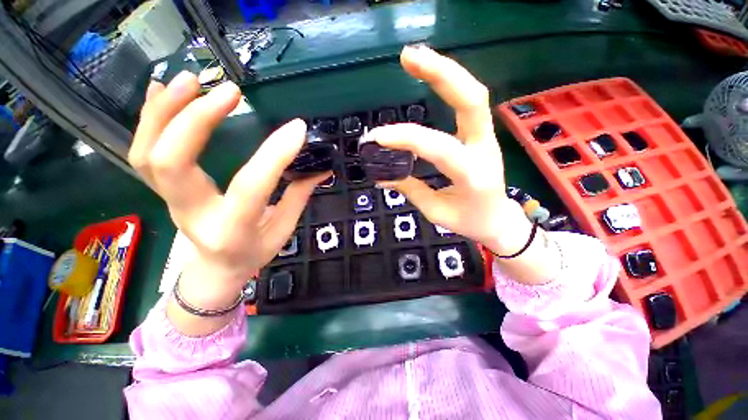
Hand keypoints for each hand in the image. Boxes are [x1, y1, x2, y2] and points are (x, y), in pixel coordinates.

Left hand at [129, 72, 326, 312]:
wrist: (217, 269)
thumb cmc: (254, 252)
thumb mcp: (283, 230)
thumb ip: (299, 195)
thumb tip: (321, 167)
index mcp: (232, 229)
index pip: (251, 186)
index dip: (275, 154)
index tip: (297, 128)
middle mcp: (192, 214)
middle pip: (172, 162)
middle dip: (196, 119)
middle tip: (229, 90)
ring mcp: (169, 200)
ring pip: (147, 153)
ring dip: (164, 111)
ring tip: (191, 80)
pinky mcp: (162, 189)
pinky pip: (142, 153)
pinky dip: (149, 117)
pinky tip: (161, 91)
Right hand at [369, 45, 522, 254]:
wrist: (498, 219)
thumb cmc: (469, 220)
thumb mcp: (436, 211)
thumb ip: (410, 189)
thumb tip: (381, 176)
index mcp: (473, 176)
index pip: (439, 148)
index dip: (407, 138)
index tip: (378, 137)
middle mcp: (484, 149)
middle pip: (472, 100)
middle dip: (441, 73)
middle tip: (408, 56)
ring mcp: (485, 137)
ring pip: (473, 95)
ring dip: (445, 71)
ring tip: (414, 57)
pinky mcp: (480, 134)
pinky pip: (467, 103)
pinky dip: (448, 85)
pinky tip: (430, 77)